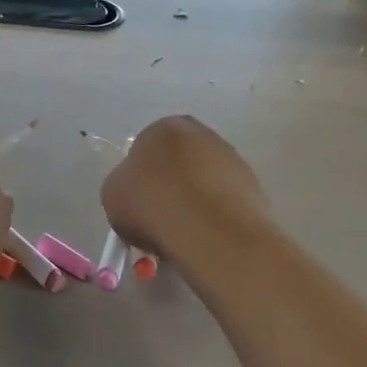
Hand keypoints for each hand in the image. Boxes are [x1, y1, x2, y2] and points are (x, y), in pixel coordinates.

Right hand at [101, 116, 269, 258]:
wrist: (208, 228)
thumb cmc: (150, 202)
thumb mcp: (112, 195)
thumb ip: (123, 188)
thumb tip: (136, 195)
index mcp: (164, 127)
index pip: (145, 149)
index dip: (139, 181)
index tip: (138, 207)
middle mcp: (201, 134)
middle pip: (178, 164)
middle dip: (169, 189)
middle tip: (159, 222)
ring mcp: (232, 159)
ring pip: (203, 183)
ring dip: (193, 203)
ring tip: (183, 236)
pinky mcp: (254, 186)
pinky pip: (224, 202)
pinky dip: (214, 217)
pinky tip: (205, 238)